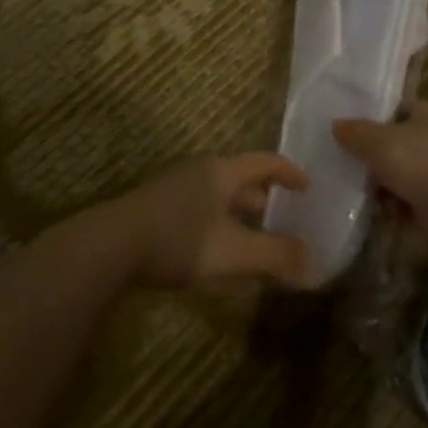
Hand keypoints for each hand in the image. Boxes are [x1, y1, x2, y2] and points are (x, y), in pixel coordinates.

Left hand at [112, 152, 314, 290]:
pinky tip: (218, 258)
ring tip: (256, 242)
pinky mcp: (157, 212)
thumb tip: (318, 266)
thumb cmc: (179, 240)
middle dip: (265, 200)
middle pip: (241, 180)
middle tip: (285, 219)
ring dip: (241, 218)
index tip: (308, 187)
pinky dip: (219, 229)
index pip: (265, 161)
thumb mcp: (235, 251)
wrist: (109, 247)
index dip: (289, 172)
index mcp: (222, 172)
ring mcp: (175, 190)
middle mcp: (200, 173)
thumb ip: (277, 257)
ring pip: (219, 199)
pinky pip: (200, 214)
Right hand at [332, 101, 427, 255]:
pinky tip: (382, 211)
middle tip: (353, 165)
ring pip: (405, 175)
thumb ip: (356, 132)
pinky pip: (411, 202)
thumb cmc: (420, 160)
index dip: (379, 117)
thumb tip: (336, 125)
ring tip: (364, 192)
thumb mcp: (378, 140)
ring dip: (386, 185)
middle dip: (378, 157)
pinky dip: (397, 208)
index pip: (402, 108)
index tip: (353, 131)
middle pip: (401, 144)